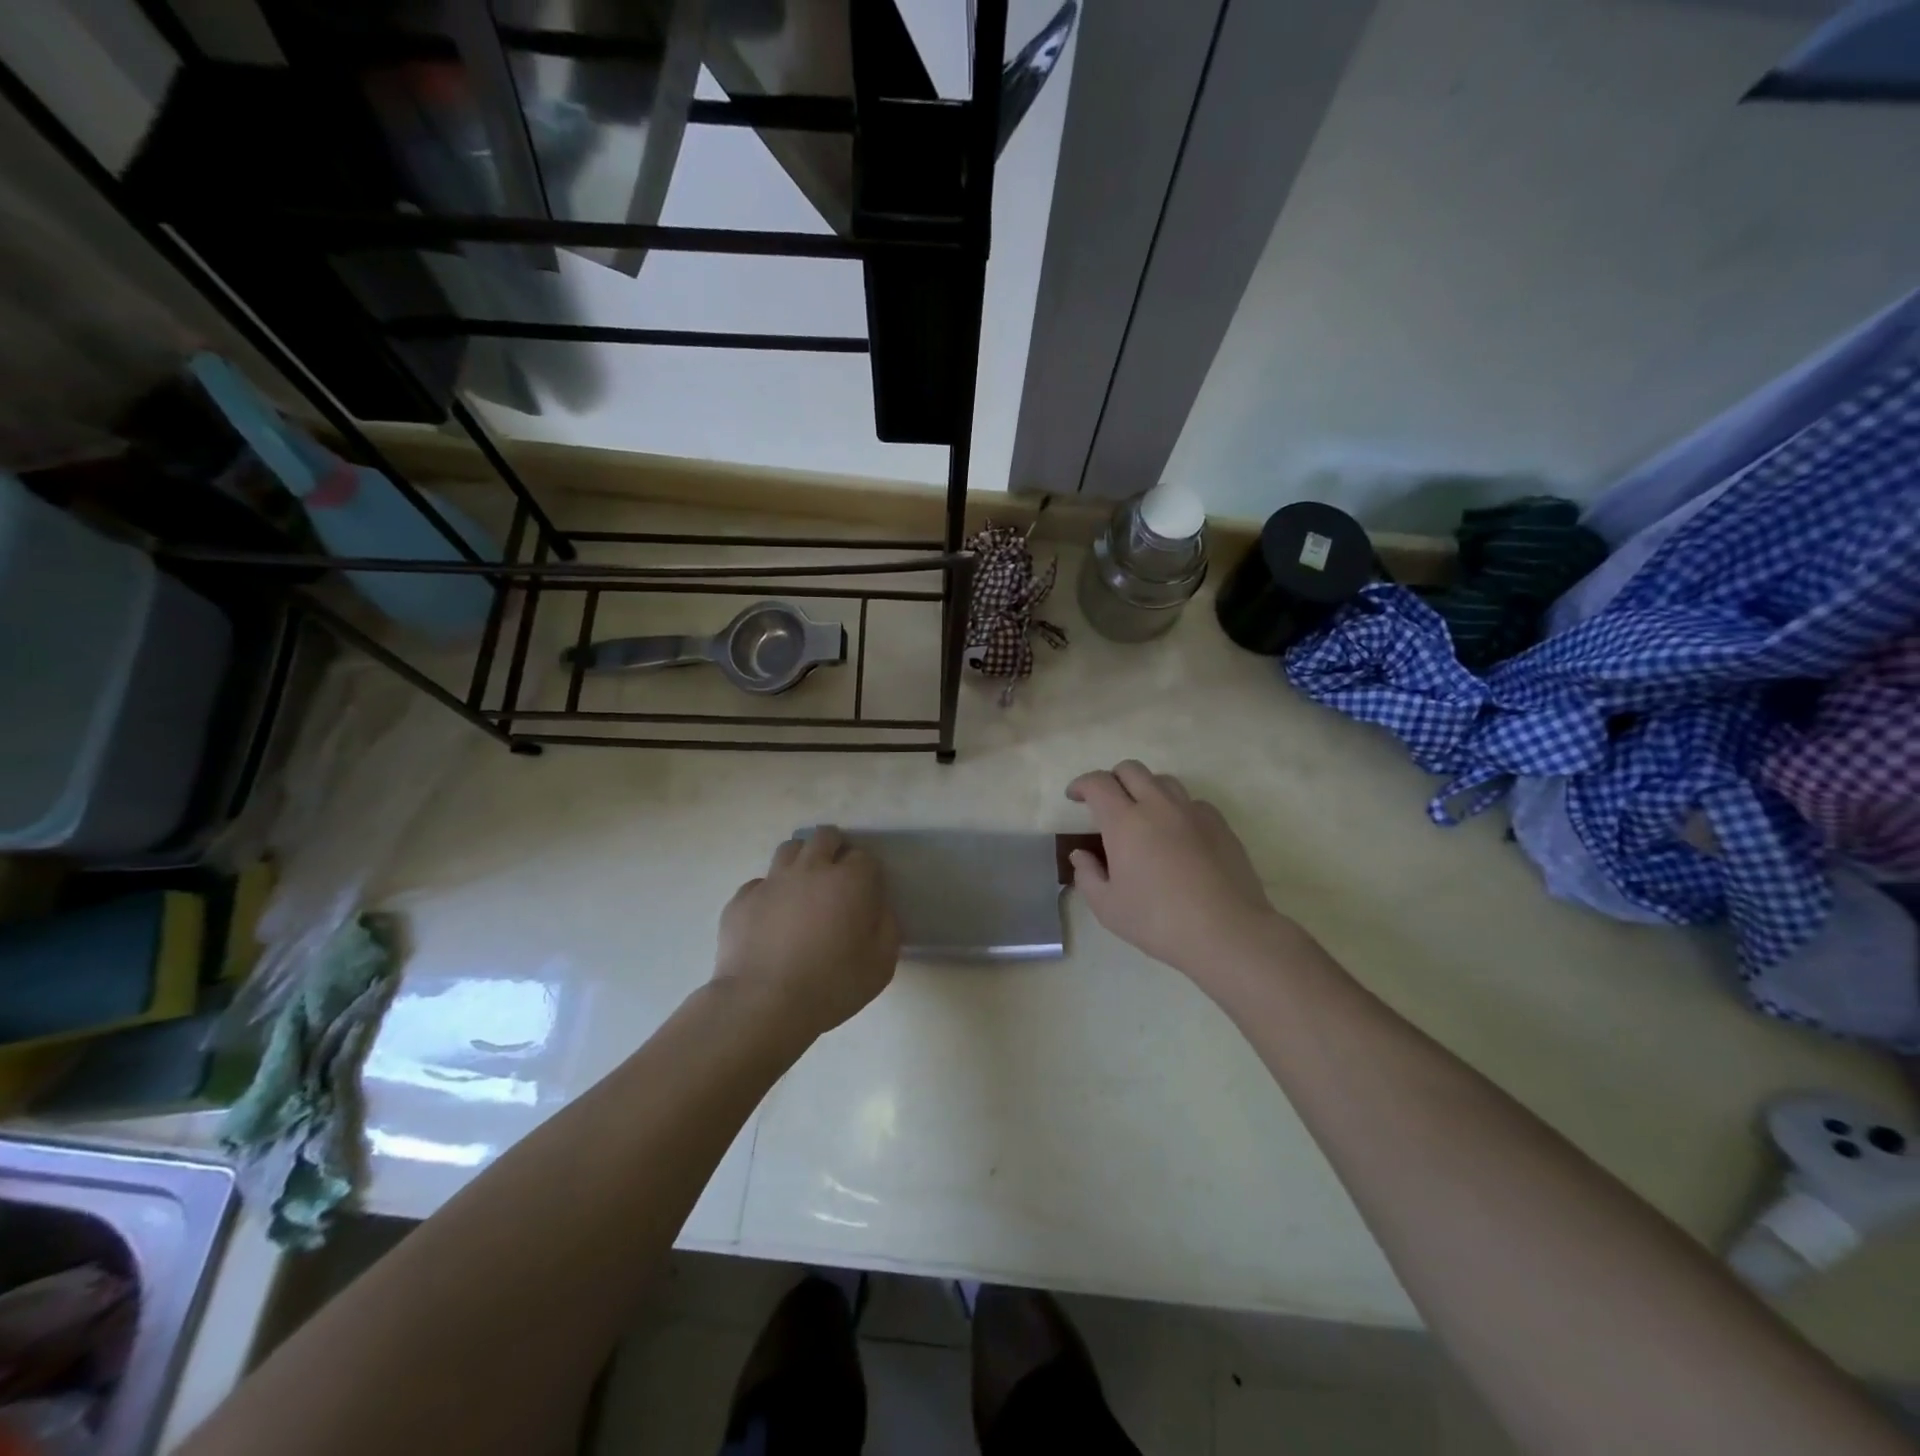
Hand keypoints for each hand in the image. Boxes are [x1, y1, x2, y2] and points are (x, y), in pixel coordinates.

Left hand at [714, 826, 900, 1039]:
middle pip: (825, 837)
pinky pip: (759, 883)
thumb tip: (877, 909)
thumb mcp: (881, 964)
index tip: (865, 893)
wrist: (763, 1003)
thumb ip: (887, 927)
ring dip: (801, 860)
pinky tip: (770, 918)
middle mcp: (811, 869)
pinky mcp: (742, 899)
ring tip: (803, 886)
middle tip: (836, 877)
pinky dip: (769, 893)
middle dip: (834, 848)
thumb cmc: (831, 985)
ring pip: (790, 849)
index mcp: (849, 881)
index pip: (864, 857)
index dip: (866, 873)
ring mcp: (772, 881)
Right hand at [1067, 762, 1287, 984]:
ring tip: (1143, 815)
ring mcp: (1193, 812)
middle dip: (1112, 779)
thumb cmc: (1158, 921)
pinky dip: (1176, 808)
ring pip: (1164, 781)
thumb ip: (1087, 875)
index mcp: (1124, 822)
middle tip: (1106, 803)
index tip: (1075, 797)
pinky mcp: (1220, 824)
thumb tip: (1081, 854)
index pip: (1098, 783)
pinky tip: (1177, 834)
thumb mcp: (1107, 907)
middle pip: (1131, 770)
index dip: (1082, 785)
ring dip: (1145, 789)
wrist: (1227, 932)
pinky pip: (1192, 802)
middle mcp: (1158, 806)